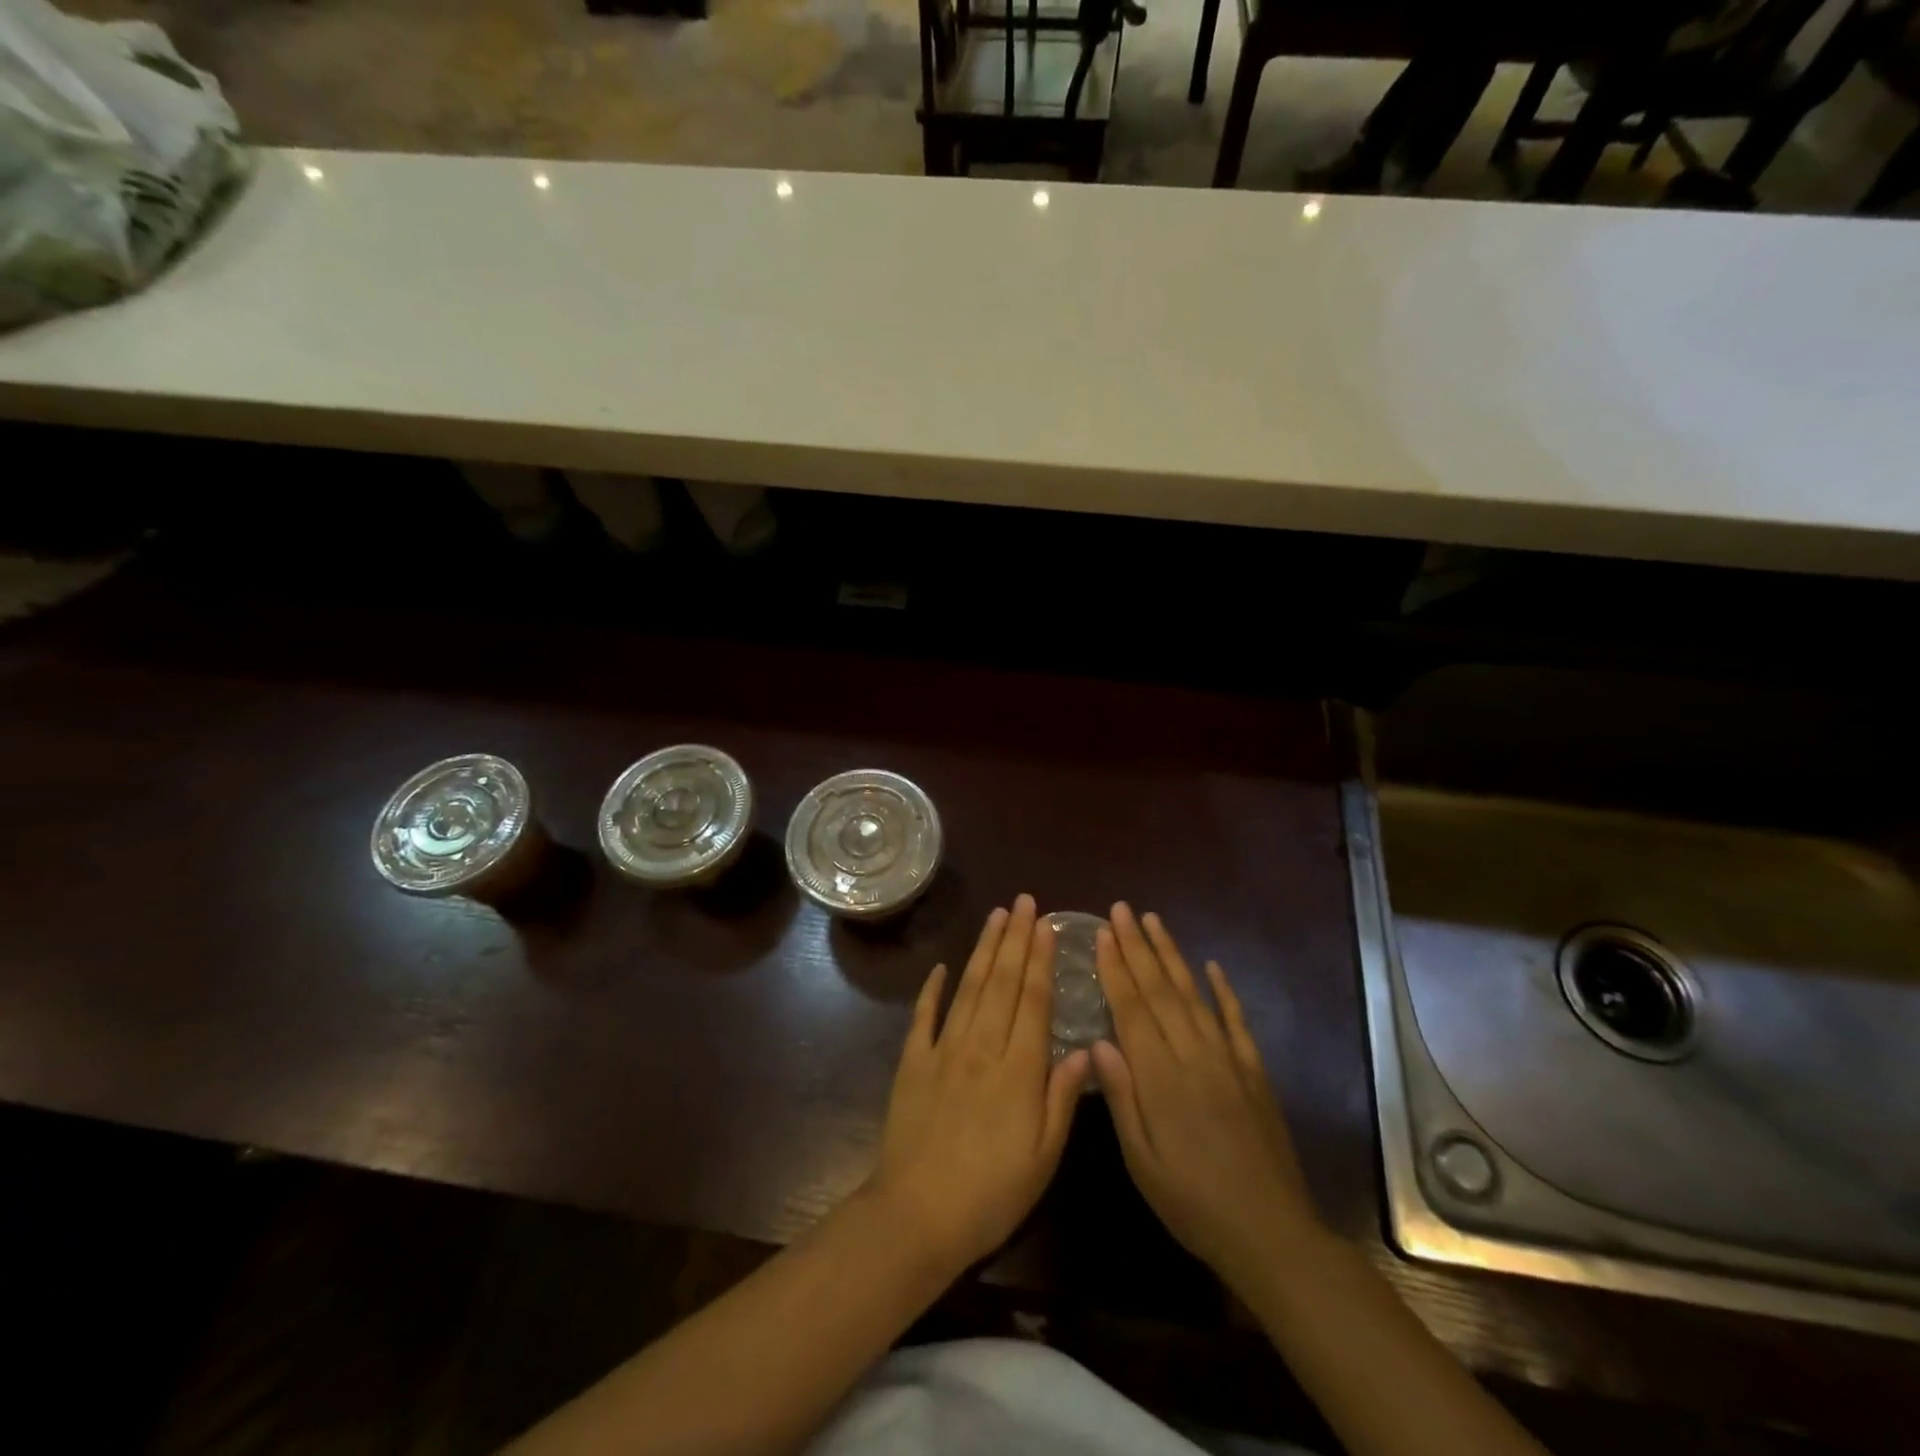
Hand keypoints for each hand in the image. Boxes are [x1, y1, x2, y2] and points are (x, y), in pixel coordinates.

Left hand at [868, 894, 1090, 1275]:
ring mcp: (944, 1049)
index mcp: (1019, 1068)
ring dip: (984, 949)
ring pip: (969, 987)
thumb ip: (1063, 1098)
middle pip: (1003, 982)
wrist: (917, 1214)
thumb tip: (1084, 1048)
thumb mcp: (1044, 1157)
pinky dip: (932, 988)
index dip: (1041, 959)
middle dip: (1015, 938)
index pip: (1034, 1000)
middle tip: (1024, 902)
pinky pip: (924, 1016)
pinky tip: (941, 967)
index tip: (1047, 925)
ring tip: (996, 916)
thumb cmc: (991, 1193)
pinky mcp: (913, 1061)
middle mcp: (982, 1046)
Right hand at [1092, 903, 1323, 1294]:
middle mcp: (1194, 1056)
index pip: (1132, 1009)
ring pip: (1194, 995)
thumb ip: (1120, 1098)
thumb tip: (1098, 1041)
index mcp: (1161, 1078)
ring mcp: (1228, 1060)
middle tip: (1121, 910)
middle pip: (1160, 991)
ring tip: (1153, 921)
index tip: (1101, 934)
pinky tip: (1211, 966)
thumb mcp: (1142, 1162)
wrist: (1271, 1233)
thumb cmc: (1193, 1203)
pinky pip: (1236, 1021)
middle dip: (1137, 947)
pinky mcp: (1254, 1071)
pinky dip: (1223, 990)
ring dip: (1171, 955)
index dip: (1115, 968)